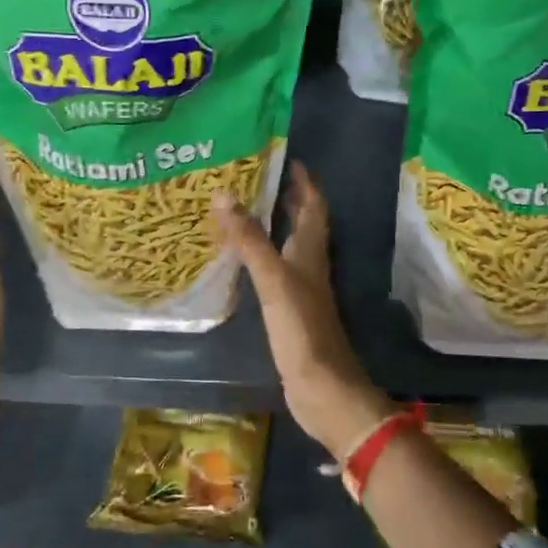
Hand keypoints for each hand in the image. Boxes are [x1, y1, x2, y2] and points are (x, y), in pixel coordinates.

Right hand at [217, 162, 390, 459]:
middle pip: (303, 224)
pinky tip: (242, 261)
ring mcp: (301, 290)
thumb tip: (225, 195)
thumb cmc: (302, 330)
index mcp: (311, 252)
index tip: (288, 159)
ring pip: (289, 248)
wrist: (322, 388)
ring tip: (242, 211)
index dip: (304, 182)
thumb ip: (250, 240)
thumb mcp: (274, 279)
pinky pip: (275, 273)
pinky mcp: (290, 312)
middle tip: (256, 179)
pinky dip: (261, 258)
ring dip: (272, 227)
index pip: (313, 206)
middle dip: (286, 200)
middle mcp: (310, 266)